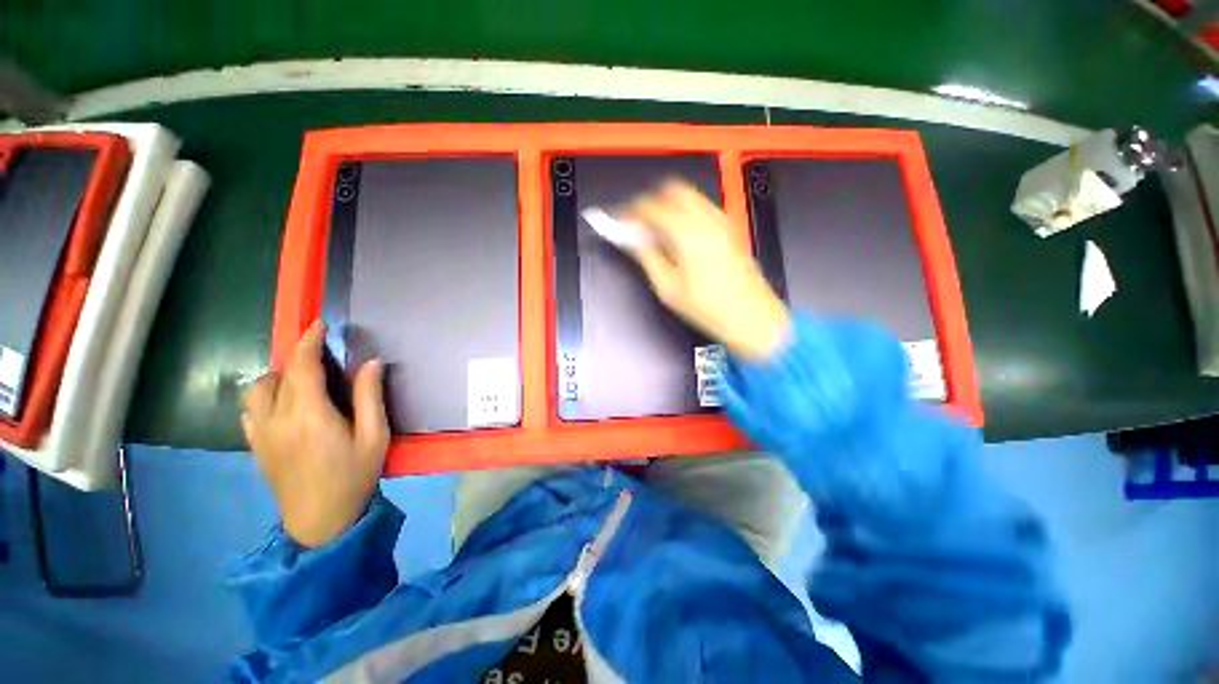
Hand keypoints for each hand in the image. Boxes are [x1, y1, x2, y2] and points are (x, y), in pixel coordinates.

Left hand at [242, 321, 389, 547]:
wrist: (321, 521)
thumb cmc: (354, 477)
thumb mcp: (375, 437)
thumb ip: (371, 397)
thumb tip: (372, 363)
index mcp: (310, 415)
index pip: (303, 367)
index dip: (310, 341)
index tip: (320, 325)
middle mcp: (278, 419)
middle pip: (279, 375)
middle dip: (299, 358)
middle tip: (324, 359)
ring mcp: (261, 434)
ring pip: (257, 390)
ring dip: (279, 377)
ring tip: (303, 383)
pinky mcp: (255, 446)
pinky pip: (250, 410)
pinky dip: (264, 397)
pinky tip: (284, 405)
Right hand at [625, 180, 790, 359]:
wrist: (750, 317)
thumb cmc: (707, 307)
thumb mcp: (668, 287)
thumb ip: (646, 257)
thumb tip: (631, 239)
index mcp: (687, 232)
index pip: (651, 206)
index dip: (630, 212)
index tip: (621, 223)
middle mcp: (706, 218)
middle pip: (672, 190)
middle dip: (651, 202)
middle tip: (639, 225)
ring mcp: (722, 221)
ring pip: (690, 196)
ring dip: (669, 206)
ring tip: (658, 232)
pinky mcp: (731, 229)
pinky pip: (703, 208)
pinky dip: (686, 212)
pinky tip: (680, 236)